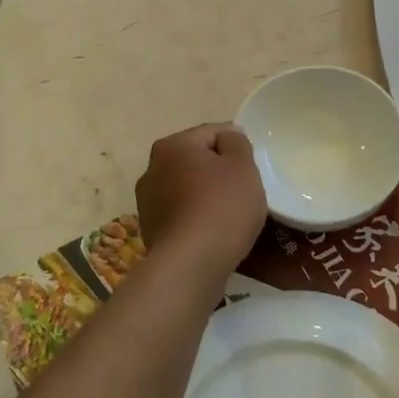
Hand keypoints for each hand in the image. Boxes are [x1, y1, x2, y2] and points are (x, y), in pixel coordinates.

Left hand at [135, 124, 267, 279]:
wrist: (191, 265)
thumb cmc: (222, 207)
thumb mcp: (242, 166)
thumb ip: (237, 142)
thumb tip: (227, 137)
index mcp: (172, 145)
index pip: (213, 132)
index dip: (237, 147)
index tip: (251, 169)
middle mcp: (152, 168)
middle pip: (197, 160)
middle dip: (219, 172)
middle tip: (244, 191)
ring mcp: (147, 202)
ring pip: (188, 188)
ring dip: (206, 195)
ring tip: (230, 216)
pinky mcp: (150, 230)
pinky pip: (182, 214)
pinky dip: (197, 218)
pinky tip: (213, 233)